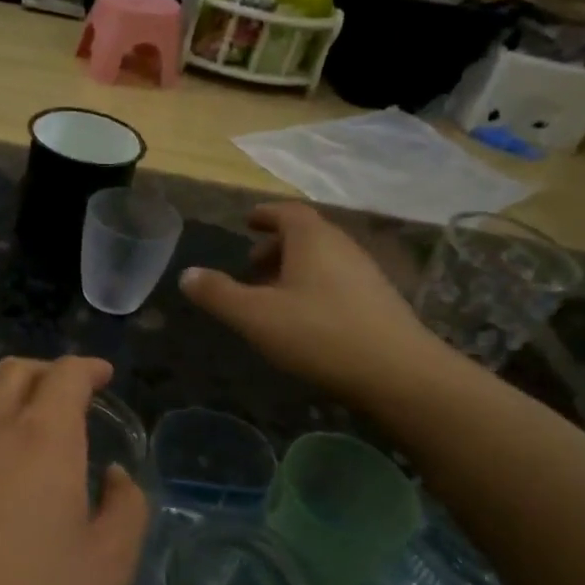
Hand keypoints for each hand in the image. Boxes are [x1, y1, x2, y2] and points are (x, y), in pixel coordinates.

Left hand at [0, 356, 149, 584]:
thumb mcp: (107, 569)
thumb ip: (126, 509)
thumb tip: (114, 475)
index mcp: (44, 437)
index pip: (67, 375)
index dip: (89, 368)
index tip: (103, 377)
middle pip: (19, 369)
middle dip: (50, 371)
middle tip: (66, 393)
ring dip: (6, 382)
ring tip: (20, 403)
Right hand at [179, 202, 455, 401]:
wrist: (397, 372)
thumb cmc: (318, 334)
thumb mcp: (255, 316)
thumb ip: (218, 294)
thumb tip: (186, 274)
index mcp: (312, 239)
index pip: (287, 212)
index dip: (265, 214)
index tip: (248, 222)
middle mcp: (342, 246)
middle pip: (306, 235)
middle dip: (276, 245)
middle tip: (251, 265)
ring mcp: (366, 273)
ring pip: (323, 260)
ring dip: (295, 269)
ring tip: (273, 295)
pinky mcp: (380, 301)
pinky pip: (338, 281)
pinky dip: (315, 287)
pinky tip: (305, 318)